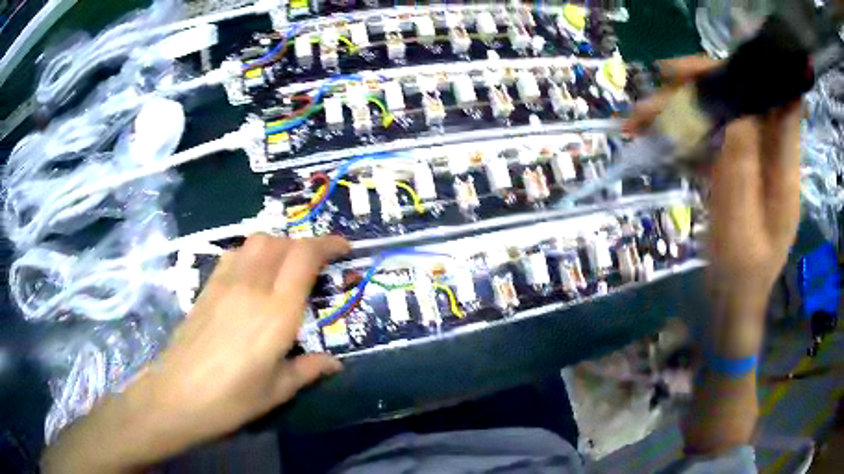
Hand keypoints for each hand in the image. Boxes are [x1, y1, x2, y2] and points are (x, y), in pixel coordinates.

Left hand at [42, 235, 349, 472]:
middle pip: (281, 242)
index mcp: (276, 312)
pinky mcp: (207, 287)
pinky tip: (253, 277)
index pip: (305, 257)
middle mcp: (252, 287)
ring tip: (285, 268)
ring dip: (278, 245)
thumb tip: (334, 363)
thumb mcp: (277, 390)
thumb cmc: (232, 399)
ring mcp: (225, 283)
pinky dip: (252, 253)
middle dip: (304, 246)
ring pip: (256, 242)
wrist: (178, 394)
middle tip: (316, 267)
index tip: (344, 249)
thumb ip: (309, 370)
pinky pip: (235, 254)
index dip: (328, 244)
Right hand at [628, 56, 801, 308]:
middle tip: (663, 80)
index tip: (720, 63)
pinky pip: (711, 142)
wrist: (732, 306)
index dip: (757, 74)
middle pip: (745, 101)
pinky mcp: (734, 173)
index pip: (781, 103)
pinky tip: (654, 143)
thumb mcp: (741, 222)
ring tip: (637, 119)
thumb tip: (733, 102)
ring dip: (682, 112)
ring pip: (722, 119)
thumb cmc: (740, 276)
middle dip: (706, 85)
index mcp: (784, 170)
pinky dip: (683, 137)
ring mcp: (752, 165)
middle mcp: (771, 158)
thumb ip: (742, 162)